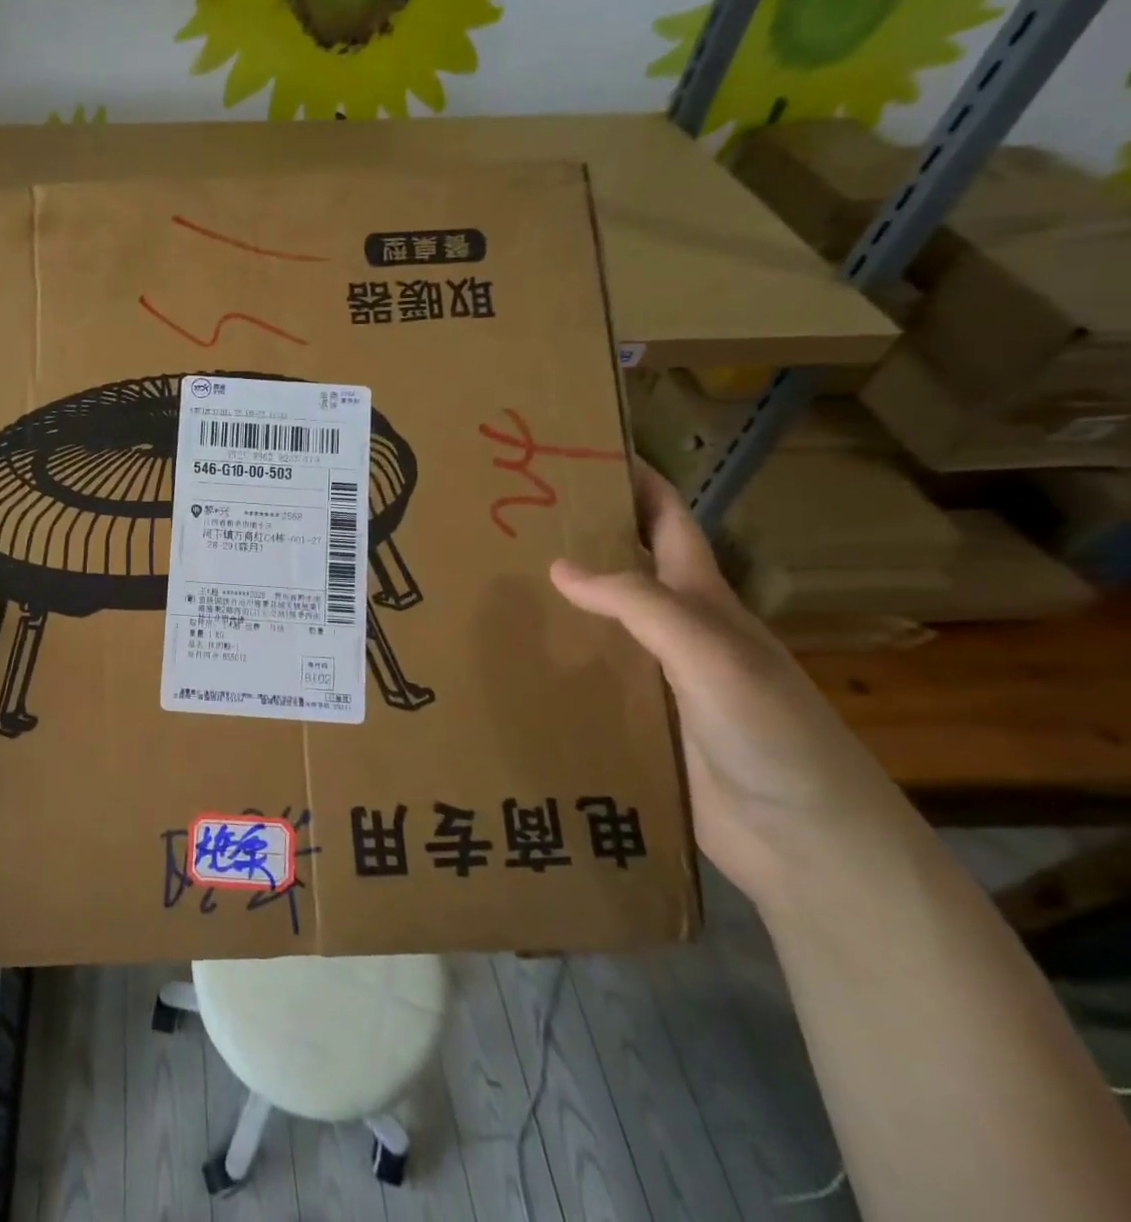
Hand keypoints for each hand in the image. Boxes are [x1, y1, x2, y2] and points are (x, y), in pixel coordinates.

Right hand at [548, 464, 910, 908]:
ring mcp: (657, 679)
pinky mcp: (639, 723)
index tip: (584, 453)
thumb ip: (640, 605)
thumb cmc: (771, 733)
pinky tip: (509, 661)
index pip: (669, 522)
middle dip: (577, 538)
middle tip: (509, 520)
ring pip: (598, 625)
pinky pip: (587, 680)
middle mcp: (677, 631)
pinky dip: (553, 663)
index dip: (637, 483)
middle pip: (623, 569)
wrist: (805, 843)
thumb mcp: (712, 654)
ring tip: (491, 584)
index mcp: (703, 601)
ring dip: (555, 604)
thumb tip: (558, 565)